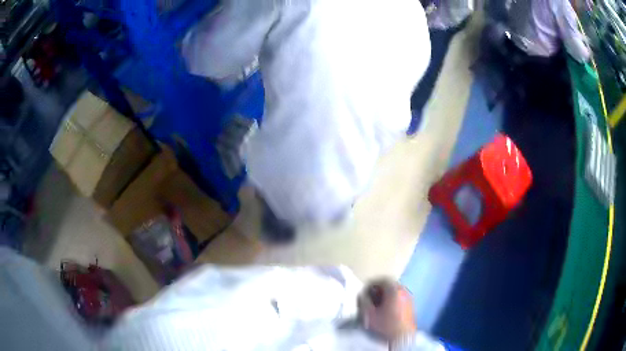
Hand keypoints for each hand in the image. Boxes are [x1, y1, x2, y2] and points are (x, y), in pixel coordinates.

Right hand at [359, 278, 416, 341]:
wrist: (402, 336)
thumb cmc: (385, 324)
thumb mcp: (370, 314)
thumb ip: (364, 302)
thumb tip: (361, 295)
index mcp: (394, 290)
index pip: (382, 280)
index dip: (371, 284)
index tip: (364, 290)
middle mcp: (404, 290)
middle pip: (390, 284)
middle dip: (378, 289)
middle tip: (370, 296)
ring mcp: (409, 298)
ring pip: (395, 291)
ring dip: (386, 294)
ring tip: (377, 303)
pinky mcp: (411, 305)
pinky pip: (400, 297)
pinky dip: (392, 299)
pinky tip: (386, 308)